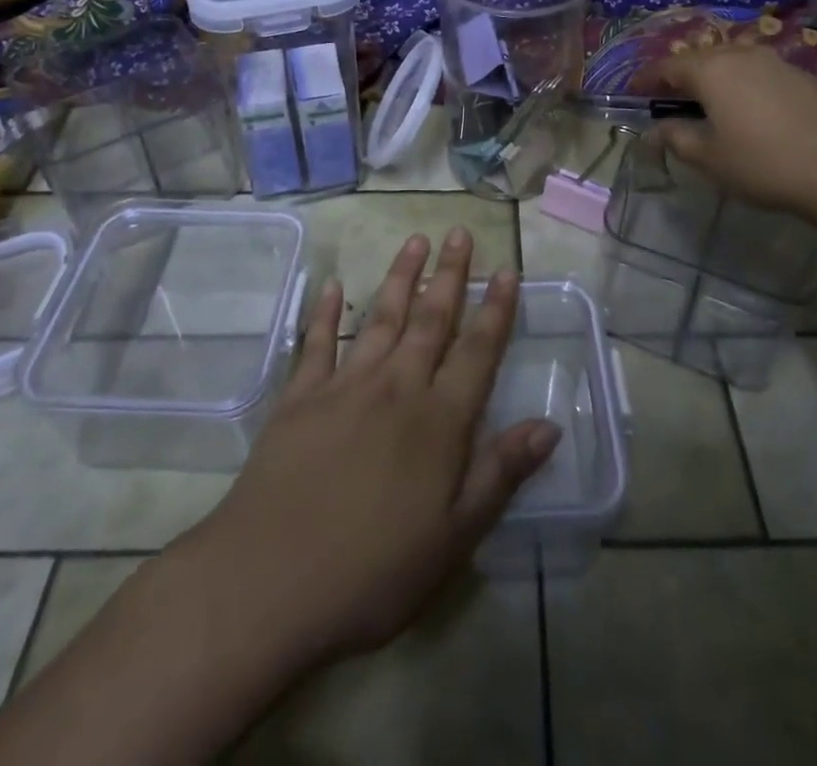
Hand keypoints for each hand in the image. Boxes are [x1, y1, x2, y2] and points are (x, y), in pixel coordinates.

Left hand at [183, 228, 559, 668]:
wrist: (267, 584)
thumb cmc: (372, 572)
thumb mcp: (453, 539)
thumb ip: (500, 474)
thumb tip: (549, 425)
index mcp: (438, 422)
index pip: (477, 352)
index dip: (496, 310)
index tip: (507, 270)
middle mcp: (396, 388)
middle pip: (430, 320)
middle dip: (450, 275)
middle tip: (460, 233)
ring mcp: (344, 387)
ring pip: (380, 319)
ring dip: (400, 278)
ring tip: (414, 241)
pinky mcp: (299, 399)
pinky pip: (316, 344)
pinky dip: (324, 313)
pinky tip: (331, 286)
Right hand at [655, 46, 816, 223]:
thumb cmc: (766, 164)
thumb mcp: (710, 158)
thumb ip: (676, 139)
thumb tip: (655, 130)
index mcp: (712, 70)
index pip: (667, 66)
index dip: (646, 79)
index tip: (633, 92)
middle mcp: (743, 55)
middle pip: (701, 59)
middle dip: (681, 77)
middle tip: (670, 101)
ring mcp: (779, 62)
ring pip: (734, 64)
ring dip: (716, 81)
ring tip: (711, 107)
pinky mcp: (808, 77)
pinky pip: (762, 75)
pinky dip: (746, 88)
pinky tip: (755, 115)